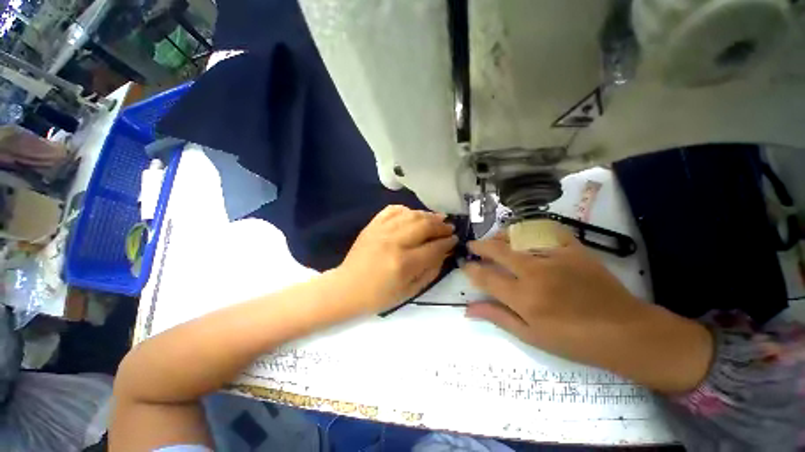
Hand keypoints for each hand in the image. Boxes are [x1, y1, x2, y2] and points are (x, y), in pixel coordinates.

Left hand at [337, 205, 457, 312]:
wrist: (347, 288)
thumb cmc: (380, 296)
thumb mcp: (410, 291)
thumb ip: (431, 270)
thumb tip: (444, 252)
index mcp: (404, 263)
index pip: (434, 247)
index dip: (448, 242)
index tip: (455, 239)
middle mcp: (394, 242)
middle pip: (424, 226)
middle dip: (441, 226)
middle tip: (449, 227)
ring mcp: (381, 230)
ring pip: (411, 215)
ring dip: (428, 215)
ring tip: (438, 218)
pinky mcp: (372, 225)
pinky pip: (392, 210)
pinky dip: (406, 210)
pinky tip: (413, 214)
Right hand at [463, 229, 713, 392]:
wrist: (624, 332)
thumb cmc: (574, 341)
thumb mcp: (531, 337)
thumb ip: (497, 317)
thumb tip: (468, 309)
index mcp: (524, 298)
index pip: (486, 276)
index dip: (471, 270)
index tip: (465, 266)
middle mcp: (535, 272)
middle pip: (498, 250)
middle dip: (480, 246)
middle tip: (473, 246)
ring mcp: (556, 257)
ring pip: (517, 236)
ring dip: (500, 237)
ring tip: (494, 240)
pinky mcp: (574, 249)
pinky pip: (546, 230)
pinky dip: (531, 230)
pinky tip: (524, 235)